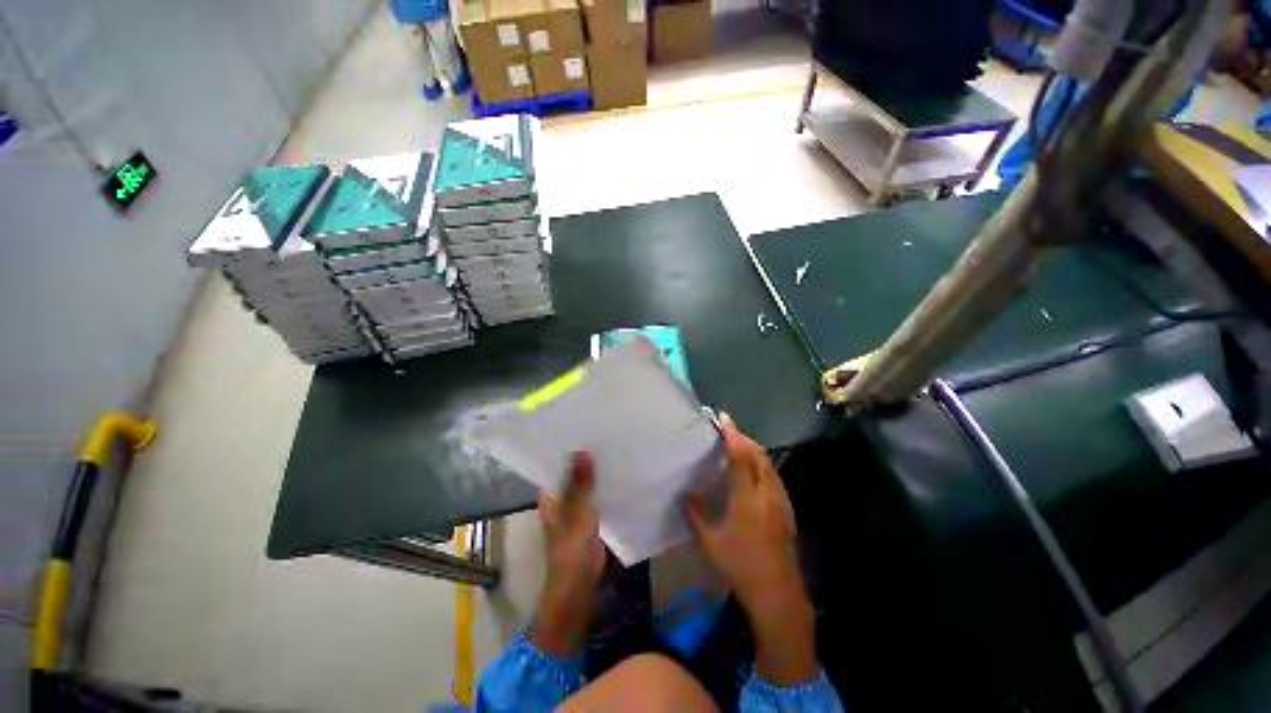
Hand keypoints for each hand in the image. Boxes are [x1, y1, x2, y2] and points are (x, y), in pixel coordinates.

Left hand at [531, 452, 606, 655]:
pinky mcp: (591, 517)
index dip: (564, 450)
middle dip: (584, 459)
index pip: (553, 467)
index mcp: (550, 497)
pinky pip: (597, 496)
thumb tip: (582, 451)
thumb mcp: (577, 512)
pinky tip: (620, 473)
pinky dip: (604, 486)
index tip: (579, 430)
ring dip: (596, 472)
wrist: (580, 584)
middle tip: (602, 434)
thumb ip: (581, 483)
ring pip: (586, 484)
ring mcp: (576, 508)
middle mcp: (561, 499)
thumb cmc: (571, 549)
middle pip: (572, 474)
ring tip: (613, 448)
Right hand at [684, 414, 816, 685]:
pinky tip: (751, 472)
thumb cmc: (740, 566)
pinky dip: (761, 463)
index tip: (723, 418)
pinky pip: (773, 475)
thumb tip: (685, 495)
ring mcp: (781, 501)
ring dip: (753, 449)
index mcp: (747, 498)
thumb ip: (695, 515)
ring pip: (769, 464)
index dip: (732, 434)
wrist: (778, 594)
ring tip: (737, 445)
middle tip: (727, 430)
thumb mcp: (710, 542)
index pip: (741, 456)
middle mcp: (767, 493)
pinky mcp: (786, 509)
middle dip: (743, 438)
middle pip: (759, 455)